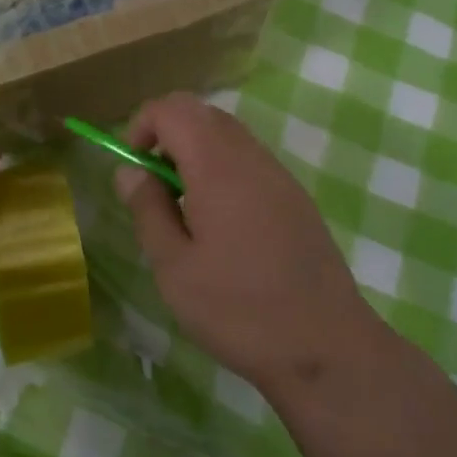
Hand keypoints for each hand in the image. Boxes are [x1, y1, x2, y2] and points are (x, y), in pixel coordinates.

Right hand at [116, 93, 370, 390]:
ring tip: (183, 208)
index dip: (142, 125)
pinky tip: (220, 224)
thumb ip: (148, 209)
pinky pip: (249, 160)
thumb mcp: (174, 267)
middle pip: (201, 113)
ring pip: (228, 135)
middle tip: (153, 188)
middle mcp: (251, 158)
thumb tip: (130, 170)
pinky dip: (221, 169)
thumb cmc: (239, 310)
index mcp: (217, 166)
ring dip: (194, 152)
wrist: (326, 348)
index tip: (132, 168)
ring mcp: (279, 176)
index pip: (173, 108)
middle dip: (167, 136)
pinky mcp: (295, 198)